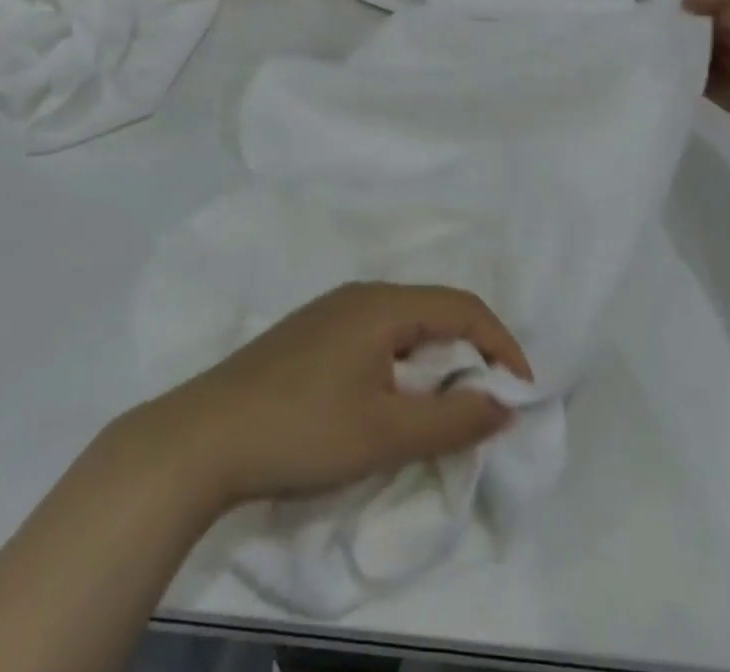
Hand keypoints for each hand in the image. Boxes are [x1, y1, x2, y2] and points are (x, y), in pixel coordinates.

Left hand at [140, 283, 531, 509]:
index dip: (501, 343)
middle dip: (470, 350)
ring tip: (446, 403)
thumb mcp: (387, 433)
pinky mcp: (310, 333)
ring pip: (402, 322)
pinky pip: (375, 334)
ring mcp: (330, 311)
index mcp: (382, 305)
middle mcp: (359, 294)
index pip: (462, 306)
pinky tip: (392, 395)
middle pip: (432, 308)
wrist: (206, 435)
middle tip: (488, 400)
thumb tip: (503, 404)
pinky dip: (403, 360)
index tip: (523, 392)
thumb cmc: (304, 429)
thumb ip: (452, 419)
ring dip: (435, 356)